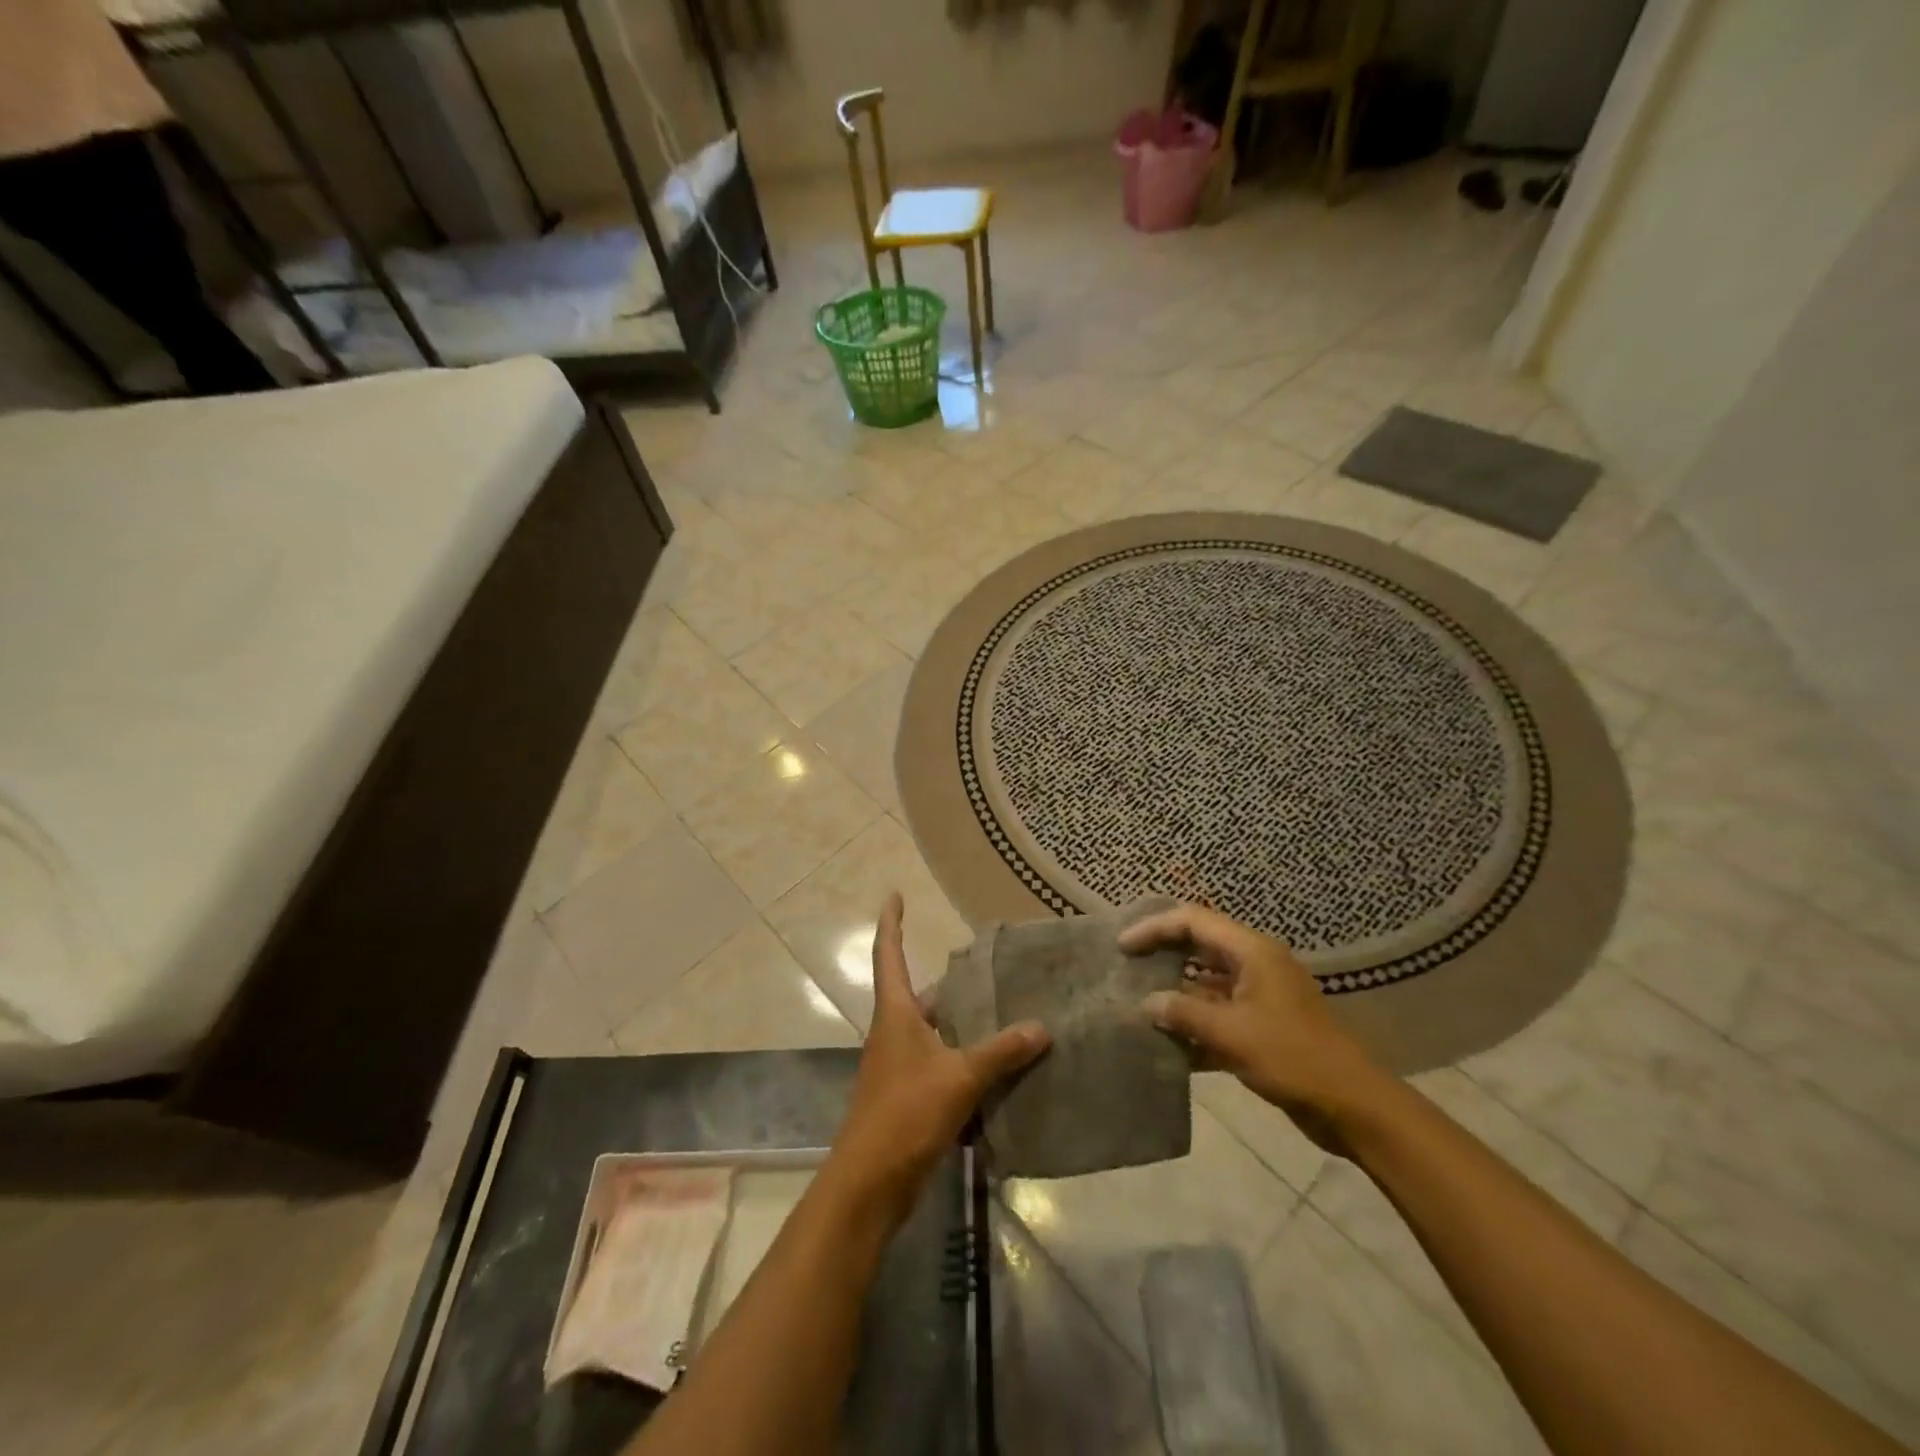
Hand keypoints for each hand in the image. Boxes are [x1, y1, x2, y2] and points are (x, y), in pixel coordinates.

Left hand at [829, 893, 1050, 1225]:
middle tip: (993, 971)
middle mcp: (894, 1032)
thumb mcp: (959, 1077)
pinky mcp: (910, 1098)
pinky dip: (966, 1063)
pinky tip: (1000, 1071)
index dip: (891, 922)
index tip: (895, 894)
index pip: (890, 954)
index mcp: (896, 1013)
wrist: (869, 1183)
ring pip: (937, 1033)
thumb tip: (1041, 1027)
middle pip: (923, 995)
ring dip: (964, 1026)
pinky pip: (942, 1067)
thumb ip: (1001, 1052)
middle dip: (954, 984)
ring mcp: (900, 1066)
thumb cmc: (905, 1114)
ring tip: (1008, 1014)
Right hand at [1119, 902, 1386, 1153]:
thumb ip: (1184, 1013)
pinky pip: (1217, 1015)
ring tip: (1136, 1003)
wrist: (1352, 1106)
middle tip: (1125, 966)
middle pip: (1198, 946)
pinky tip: (1165, 1044)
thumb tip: (1146, 1003)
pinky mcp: (1261, 1028)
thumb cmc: (1293, 1057)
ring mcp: (1259, 997)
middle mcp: (1254, 965)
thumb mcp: (1232, 1033)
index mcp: (1252, 952)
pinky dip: (1192, 1025)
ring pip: (1205, 983)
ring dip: (1174, 993)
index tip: (1123, 946)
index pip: (1193, 921)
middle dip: (1161, 954)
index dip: (1154, 928)